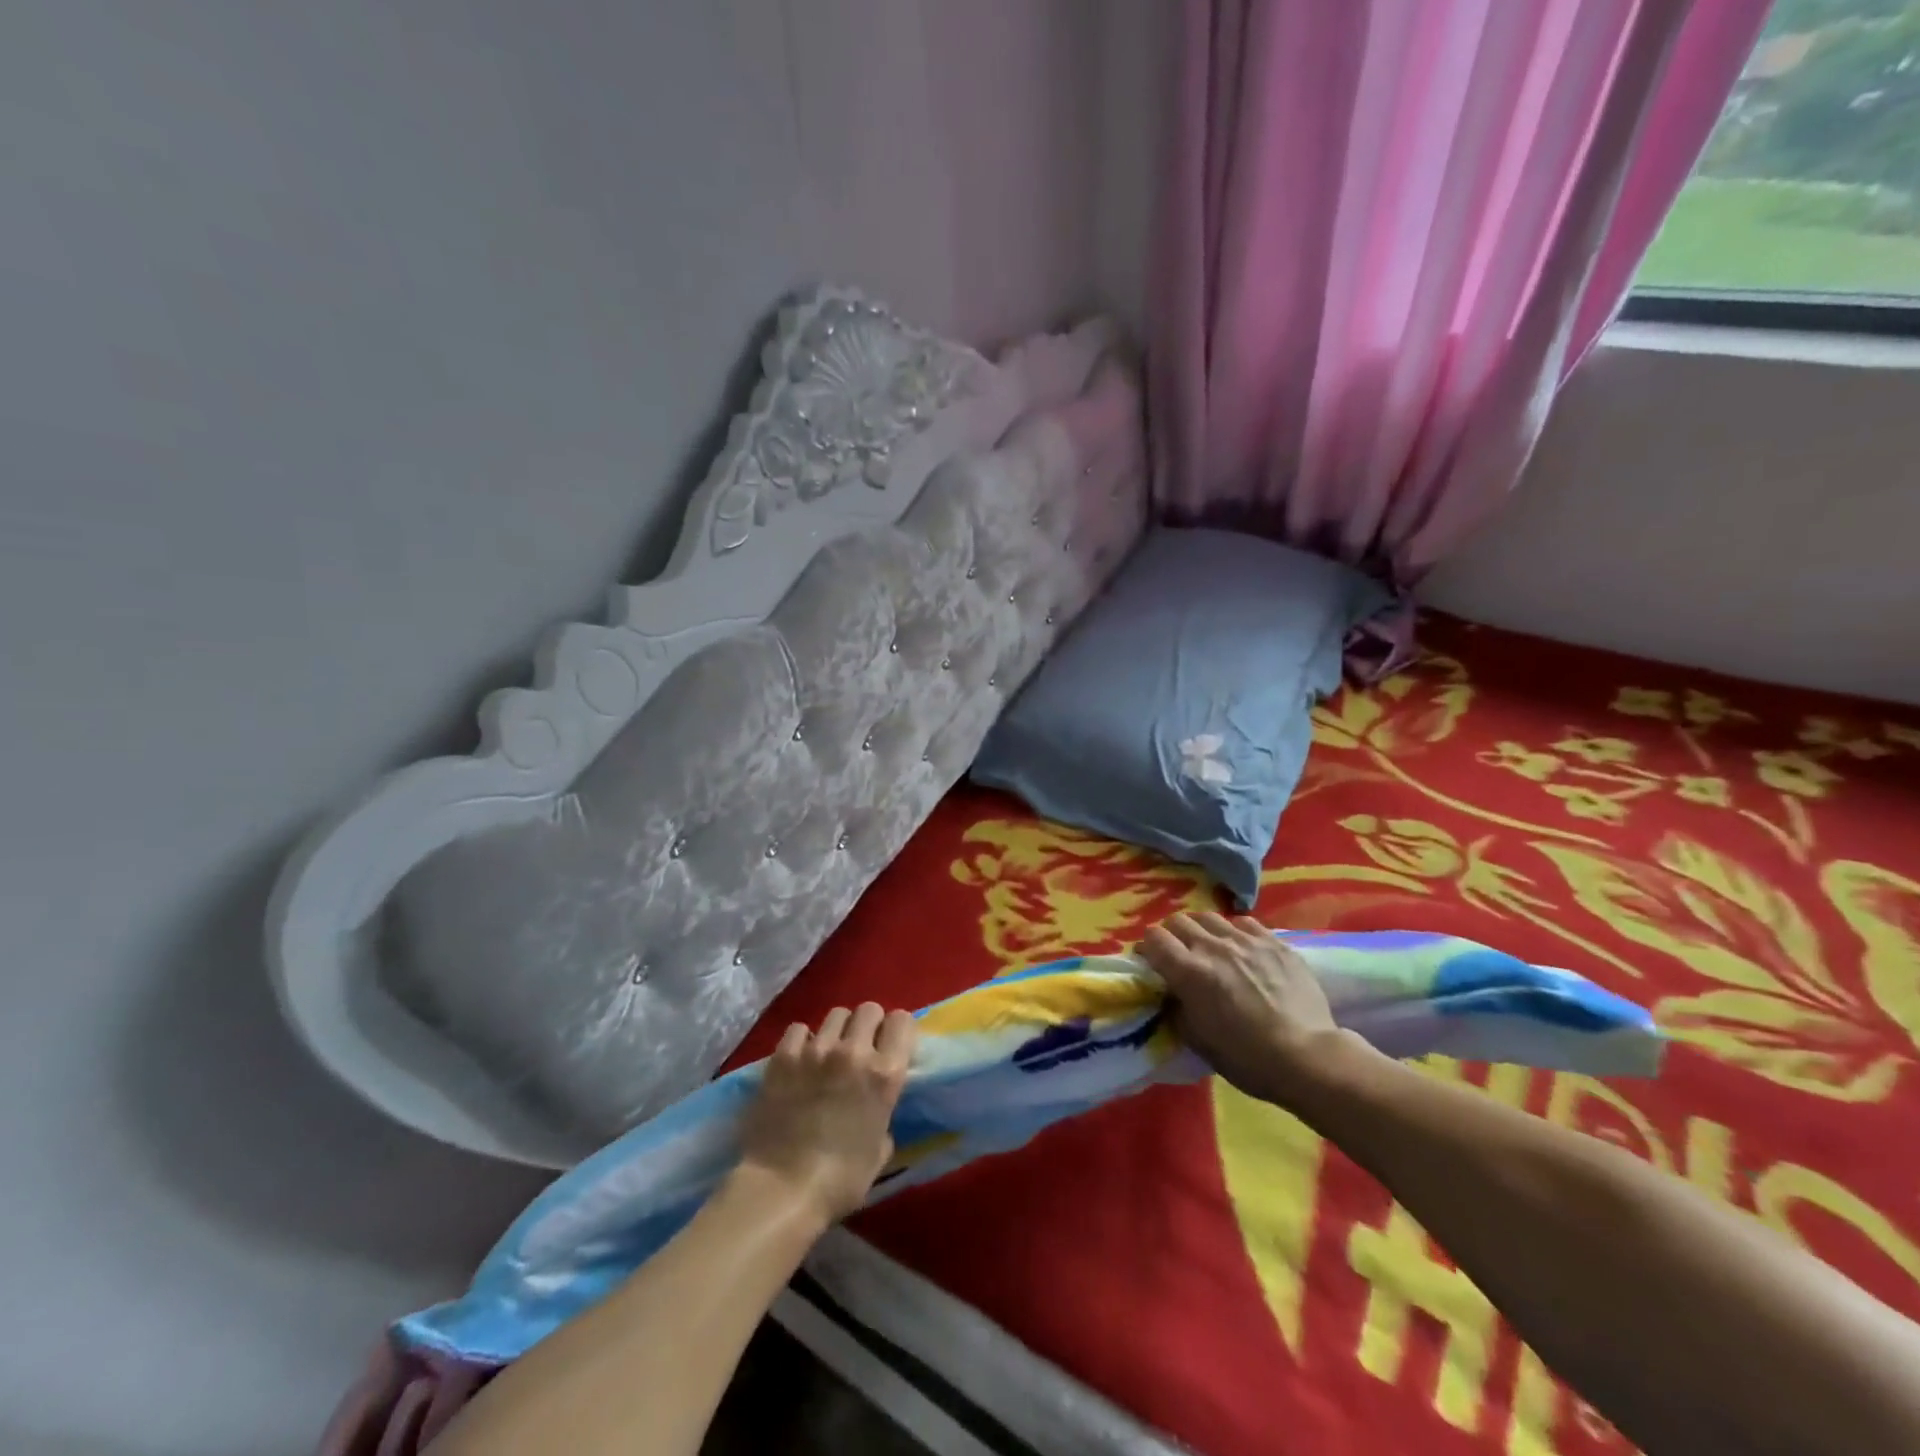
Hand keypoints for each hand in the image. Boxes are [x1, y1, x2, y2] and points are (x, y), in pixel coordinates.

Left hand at [736, 1003, 916, 1224]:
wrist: (780, 1189)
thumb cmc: (839, 1181)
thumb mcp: (880, 1151)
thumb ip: (884, 1117)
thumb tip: (876, 1109)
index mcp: (885, 1074)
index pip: (902, 1021)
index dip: (898, 1031)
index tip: (891, 1047)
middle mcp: (854, 1052)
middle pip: (869, 1009)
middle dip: (869, 1025)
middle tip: (861, 1049)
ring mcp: (816, 1050)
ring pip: (836, 1014)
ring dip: (837, 1031)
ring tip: (828, 1053)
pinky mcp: (783, 1056)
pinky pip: (799, 1029)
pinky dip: (802, 1040)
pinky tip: (799, 1060)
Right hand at [1139, 911, 1360, 1103]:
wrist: (1307, 1057)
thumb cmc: (1246, 1058)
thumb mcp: (1197, 1040)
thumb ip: (1176, 1008)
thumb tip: (1170, 993)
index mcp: (1189, 971)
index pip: (1153, 938)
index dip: (1147, 949)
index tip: (1152, 963)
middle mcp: (1213, 947)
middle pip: (1178, 921)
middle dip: (1171, 935)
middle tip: (1179, 956)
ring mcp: (1246, 940)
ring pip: (1210, 917)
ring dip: (1202, 930)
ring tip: (1210, 949)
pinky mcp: (1274, 942)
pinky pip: (1244, 922)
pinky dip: (1234, 932)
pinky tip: (1242, 949)